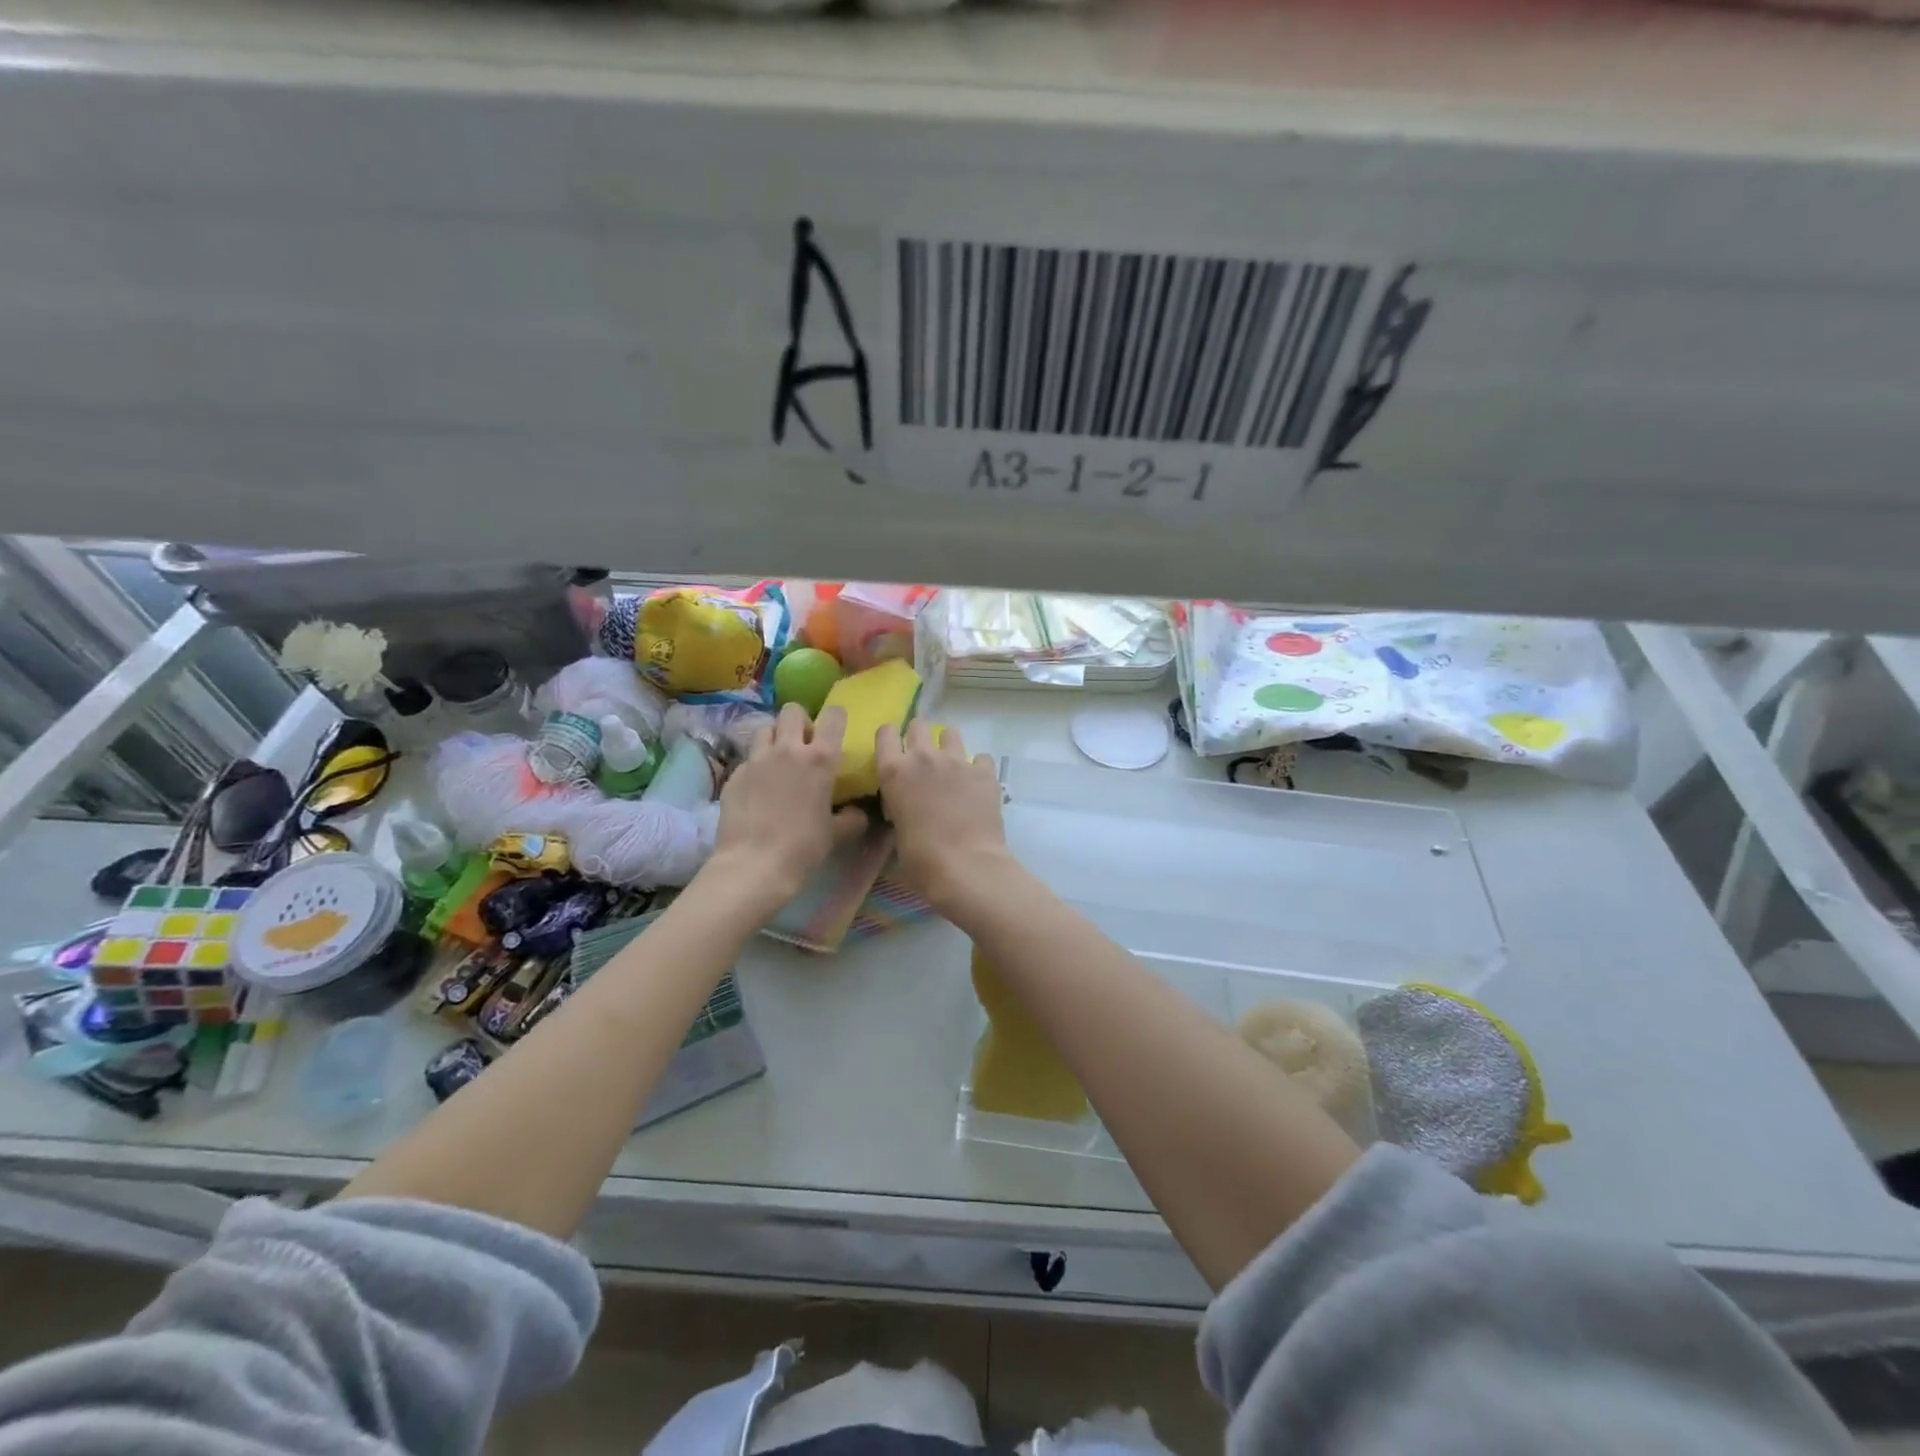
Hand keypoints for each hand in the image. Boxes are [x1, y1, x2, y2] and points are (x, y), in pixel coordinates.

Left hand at [707, 704, 865, 904]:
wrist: (754, 864)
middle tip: (804, 744)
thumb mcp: (835, 834)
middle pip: (792, 711)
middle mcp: (788, 749)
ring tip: (778, 760)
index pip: (833, 716)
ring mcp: (757, 759)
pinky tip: (758, 789)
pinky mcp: (735, 774)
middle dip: (800, 721)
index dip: (836, 717)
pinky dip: (756, 766)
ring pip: (766, 728)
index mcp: (820, 758)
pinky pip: (748, 758)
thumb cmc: (803, 847)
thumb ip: (851, 818)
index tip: (835, 730)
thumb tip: (858, 814)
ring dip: (775, 738)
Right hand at [875, 721, 1012, 915]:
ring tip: (952, 768)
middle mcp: (923, 758)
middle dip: (919, 738)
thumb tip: (903, 810)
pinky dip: (978, 768)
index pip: (885, 733)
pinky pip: (981, 758)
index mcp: (894, 772)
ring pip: (950, 733)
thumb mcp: (896, 833)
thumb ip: (898, 811)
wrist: (966, 865)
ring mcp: (957, 761)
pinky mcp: (984, 771)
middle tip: (923, 761)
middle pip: (919, 725)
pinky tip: (978, 785)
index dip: (889, 740)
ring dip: (948, 746)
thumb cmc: (921, 860)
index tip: (893, 752)